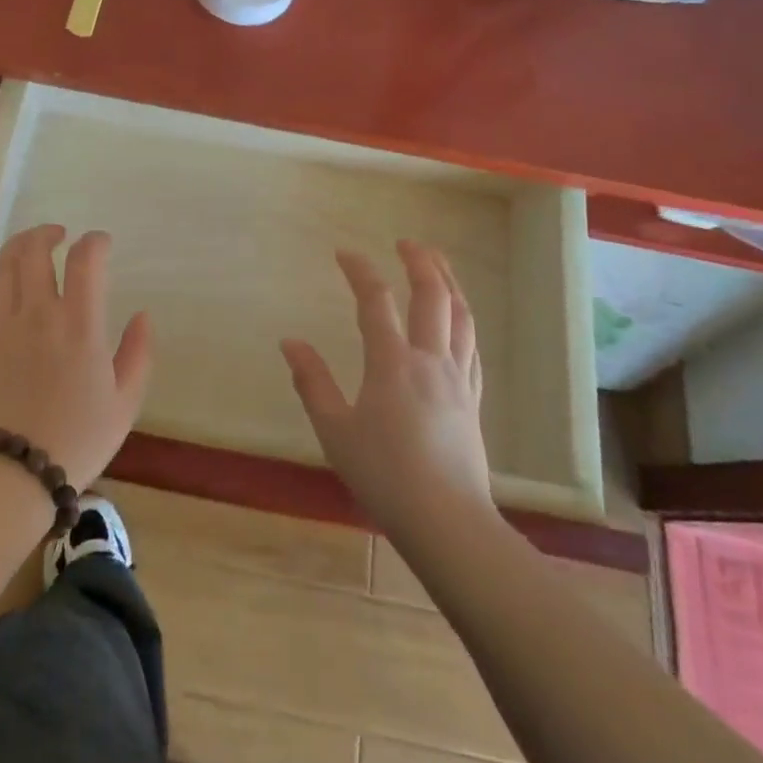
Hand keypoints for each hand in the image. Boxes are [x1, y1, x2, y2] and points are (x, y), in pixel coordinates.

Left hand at [0, 225, 153, 488]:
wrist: (19, 470)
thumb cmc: (80, 437)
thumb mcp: (126, 401)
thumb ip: (139, 352)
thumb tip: (143, 315)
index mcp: (79, 324)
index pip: (85, 260)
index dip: (95, 241)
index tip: (103, 244)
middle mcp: (39, 314)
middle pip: (33, 250)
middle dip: (47, 232)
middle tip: (60, 235)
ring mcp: (5, 327)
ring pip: (3, 267)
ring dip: (18, 248)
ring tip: (32, 248)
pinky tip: (5, 288)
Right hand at [281, 241, 493, 534]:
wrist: (447, 521)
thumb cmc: (384, 475)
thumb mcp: (334, 430)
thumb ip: (311, 381)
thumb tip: (290, 342)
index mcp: (393, 363)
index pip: (376, 302)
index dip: (360, 271)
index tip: (344, 253)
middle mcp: (430, 360)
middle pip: (433, 297)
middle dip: (421, 262)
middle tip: (406, 242)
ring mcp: (458, 379)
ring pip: (462, 316)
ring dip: (450, 282)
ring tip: (439, 263)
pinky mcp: (472, 399)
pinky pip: (473, 346)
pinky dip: (464, 320)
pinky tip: (458, 319)